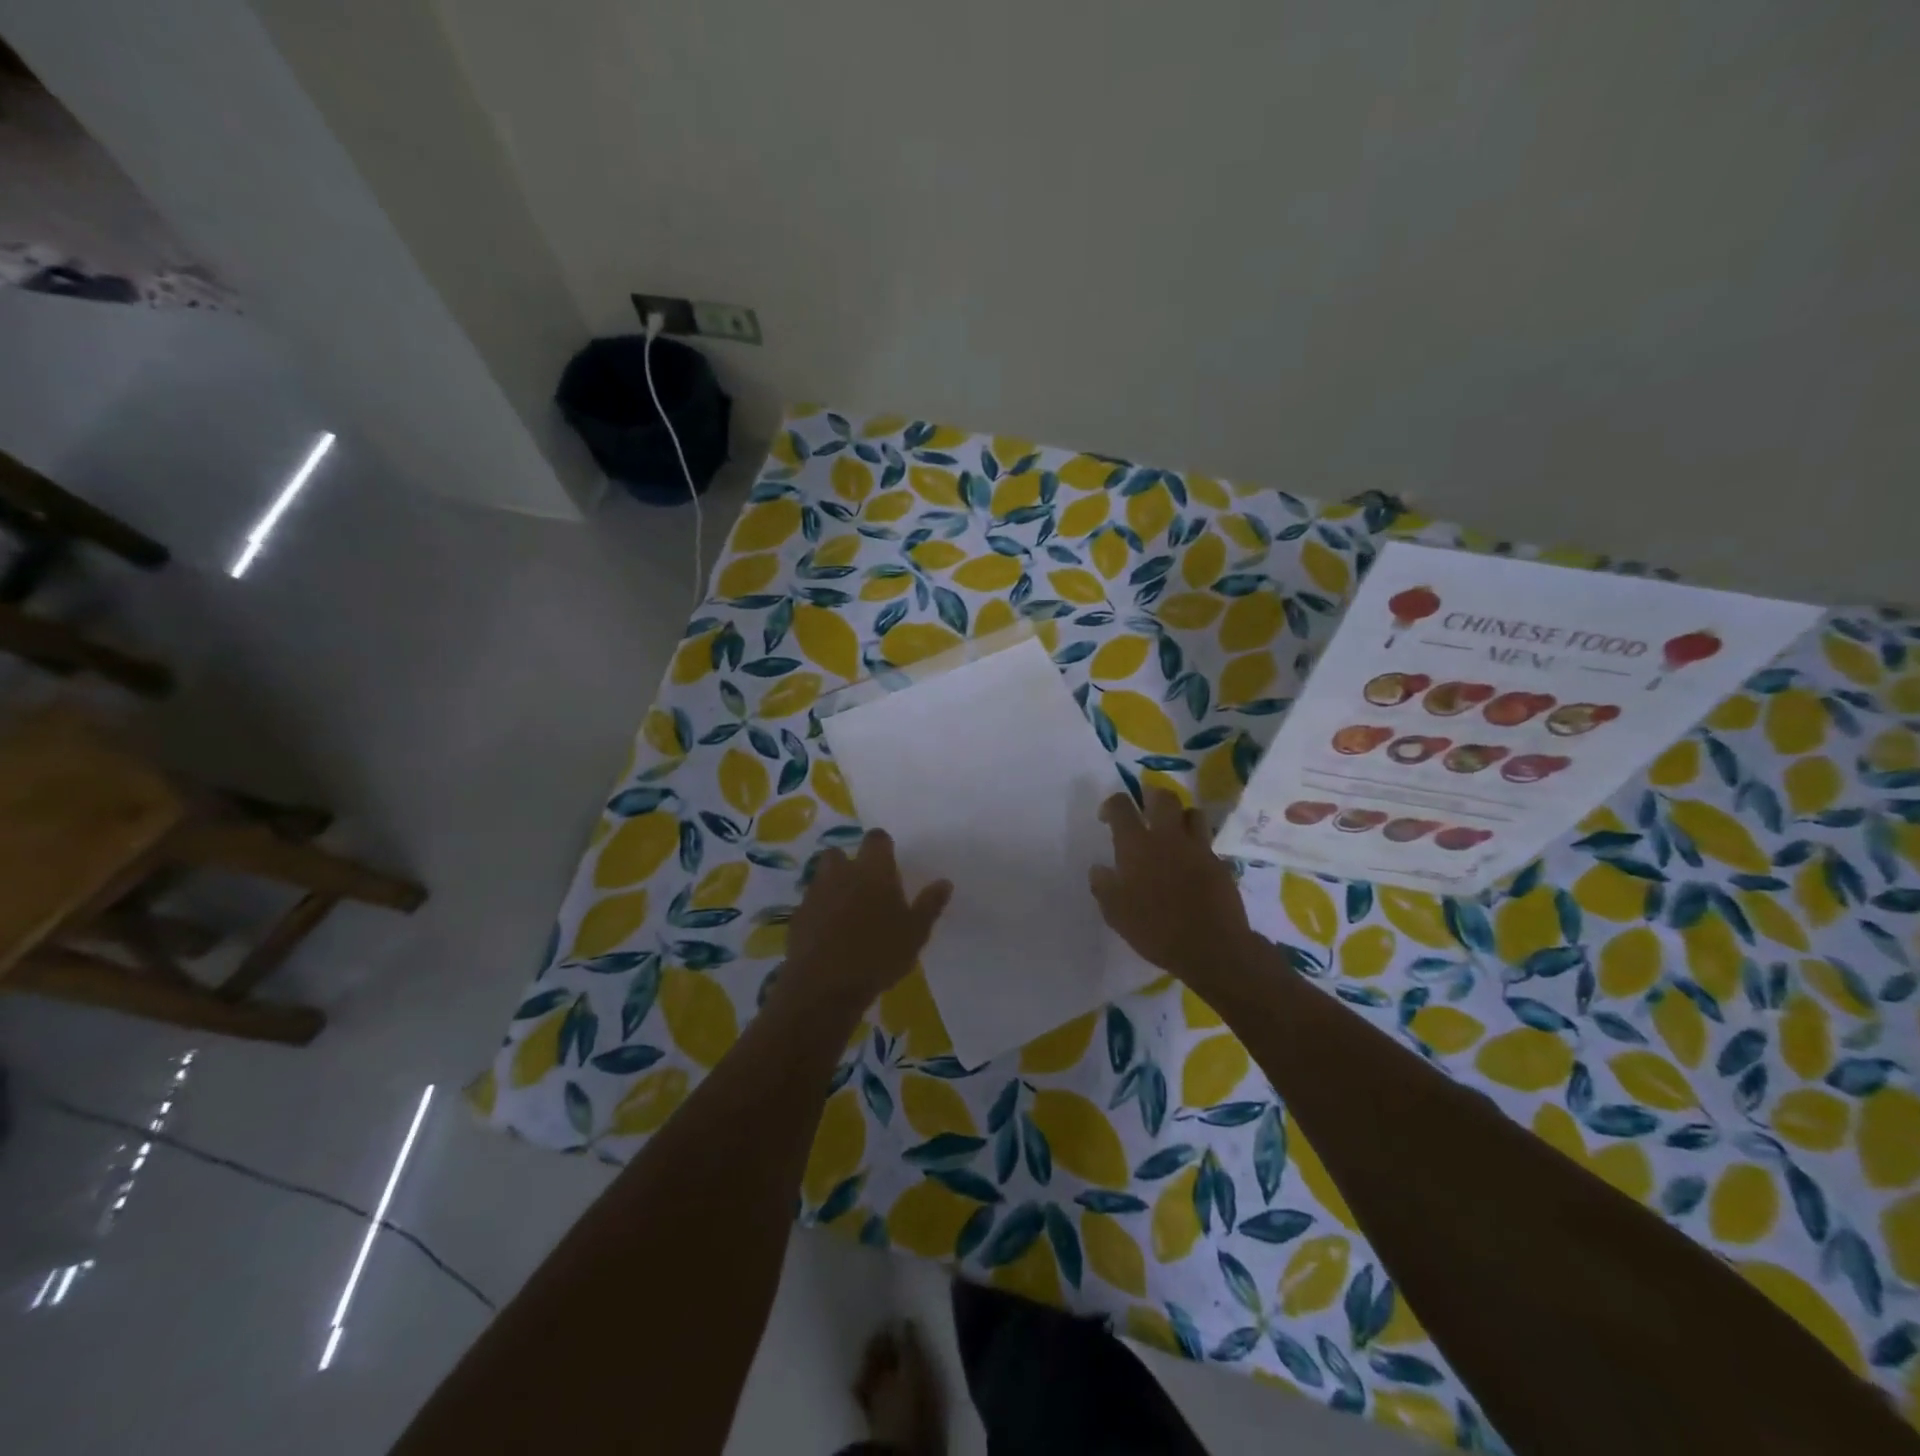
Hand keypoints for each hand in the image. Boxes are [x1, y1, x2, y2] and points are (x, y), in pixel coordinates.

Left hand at [783, 829, 951, 1004]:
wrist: (824, 986)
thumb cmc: (879, 954)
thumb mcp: (915, 933)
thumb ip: (929, 905)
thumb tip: (944, 882)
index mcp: (873, 870)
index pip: (876, 838)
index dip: (882, 846)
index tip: (890, 861)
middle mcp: (841, 873)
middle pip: (839, 852)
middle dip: (848, 863)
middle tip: (864, 886)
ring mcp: (815, 894)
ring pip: (821, 877)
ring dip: (832, 886)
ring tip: (847, 911)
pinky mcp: (797, 917)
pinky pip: (809, 905)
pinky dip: (819, 912)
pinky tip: (829, 934)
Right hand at [1090, 789, 1254, 978]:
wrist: (1211, 947)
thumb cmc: (1155, 929)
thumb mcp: (1116, 914)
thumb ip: (1103, 886)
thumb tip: (1099, 868)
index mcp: (1137, 845)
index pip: (1122, 806)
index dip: (1112, 804)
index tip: (1108, 817)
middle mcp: (1167, 837)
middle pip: (1163, 797)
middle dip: (1151, 796)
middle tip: (1145, 810)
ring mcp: (1197, 848)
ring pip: (1192, 813)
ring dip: (1180, 816)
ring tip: (1172, 831)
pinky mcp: (1218, 863)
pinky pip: (1206, 843)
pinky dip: (1196, 845)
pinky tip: (1190, 863)